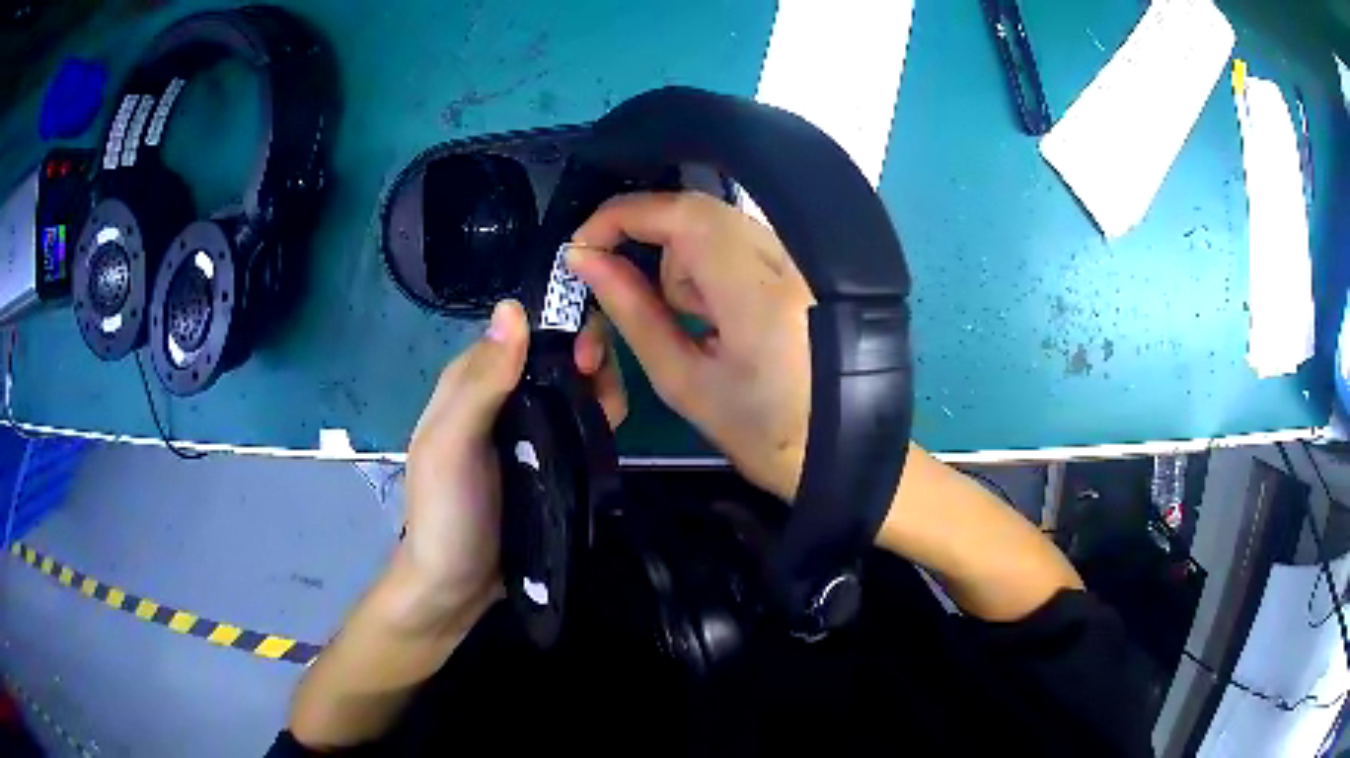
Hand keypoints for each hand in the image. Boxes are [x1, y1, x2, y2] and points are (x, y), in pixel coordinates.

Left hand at [401, 300, 626, 625]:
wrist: (458, 586)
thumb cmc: (446, 513)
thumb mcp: (451, 446)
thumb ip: (480, 382)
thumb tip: (513, 308)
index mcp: (474, 379)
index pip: (526, 327)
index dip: (563, 327)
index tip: (588, 357)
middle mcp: (505, 394)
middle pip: (559, 352)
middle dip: (590, 358)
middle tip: (602, 392)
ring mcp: (532, 427)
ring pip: (578, 385)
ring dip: (602, 390)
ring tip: (609, 419)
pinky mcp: (554, 457)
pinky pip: (585, 423)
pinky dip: (602, 420)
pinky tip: (607, 436)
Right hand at [569, 191, 812, 501]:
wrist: (843, 450)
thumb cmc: (762, 435)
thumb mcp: (683, 382)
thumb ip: (631, 311)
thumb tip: (584, 259)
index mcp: (758, 292)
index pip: (682, 213)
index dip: (623, 214)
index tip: (584, 247)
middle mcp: (787, 258)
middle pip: (696, 214)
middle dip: (652, 248)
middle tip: (644, 307)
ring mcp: (803, 258)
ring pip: (715, 228)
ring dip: (685, 266)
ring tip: (701, 330)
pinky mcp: (806, 265)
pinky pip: (740, 243)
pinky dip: (713, 271)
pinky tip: (726, 321)